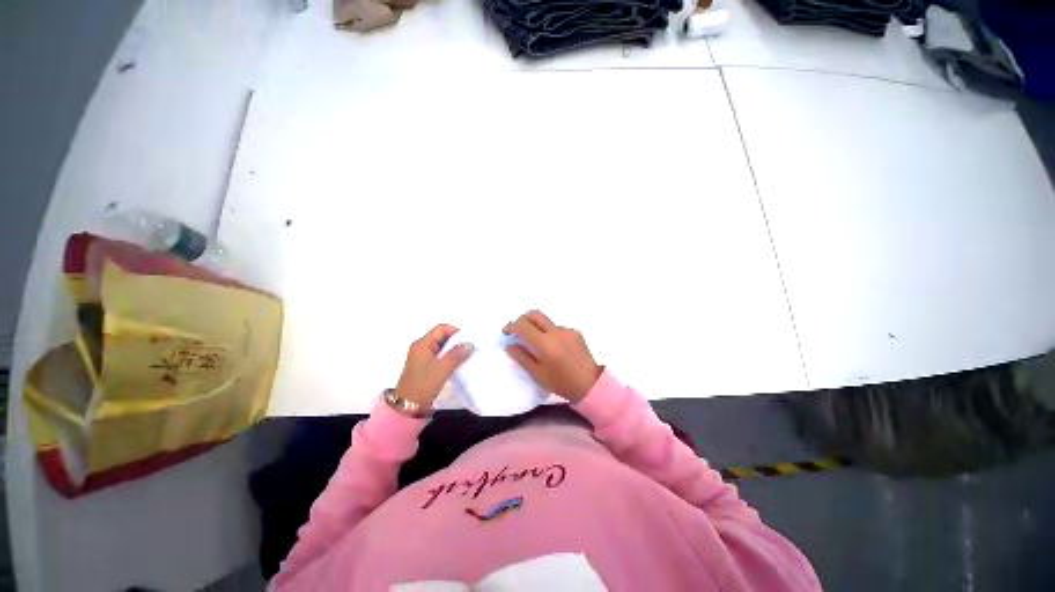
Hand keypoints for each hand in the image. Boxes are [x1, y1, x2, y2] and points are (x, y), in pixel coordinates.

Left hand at [394, 324, 473, 408]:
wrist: (408, 407)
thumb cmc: (424, 383)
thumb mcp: (444, 367)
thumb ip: (458, 354)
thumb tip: (470, 344)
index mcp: (422, 343)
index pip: (441, 328)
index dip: (455, 331)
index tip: (467, 339)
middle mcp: (420, 347)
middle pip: (440, 337)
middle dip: (455, 341)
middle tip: (468, 348)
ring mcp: (420, 358)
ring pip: (440, 347)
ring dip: (452, 350)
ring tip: (465, 356)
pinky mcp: (422, 367)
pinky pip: (438, 357)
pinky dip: (447, 358)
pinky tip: (456, 365)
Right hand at [504, 310, 602, 403]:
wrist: (590, 385)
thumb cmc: (561, 383)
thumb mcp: (537, 374)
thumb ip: (521, 357)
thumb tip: (509, 345)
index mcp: (545, 343)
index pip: (523, 326)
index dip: (511, 326)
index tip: (506, 332)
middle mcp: (556, 331)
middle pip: (535, 314)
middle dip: (523, 319)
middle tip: (517, 331)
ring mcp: (567, 330)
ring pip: (546, 322)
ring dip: (537, 328)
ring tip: (538, 346)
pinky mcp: (575, 332)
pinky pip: (557, 328)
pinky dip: (550, 334)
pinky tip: (553, 349)